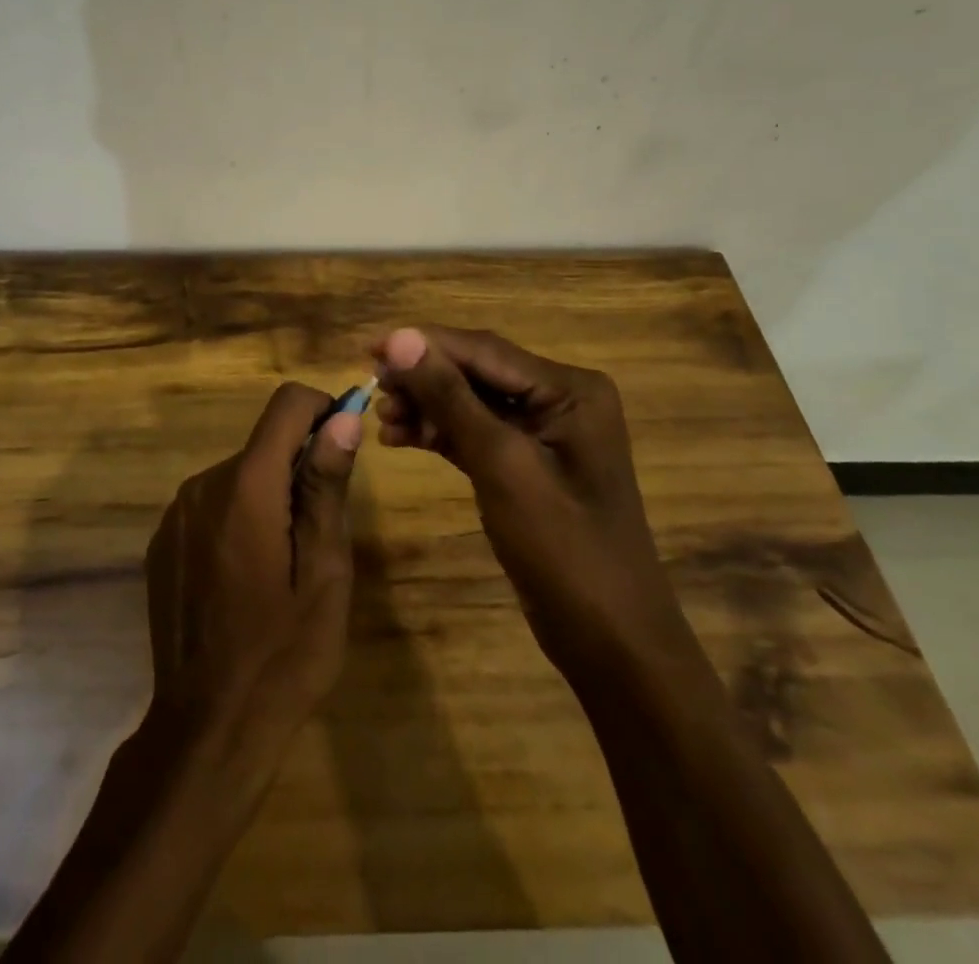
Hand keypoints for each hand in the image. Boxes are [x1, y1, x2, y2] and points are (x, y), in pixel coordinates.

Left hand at [143, 383, 362, 751]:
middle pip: (264, 444)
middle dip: (298, 468)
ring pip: (238, 475)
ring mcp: (175, 513)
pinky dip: (236, 518)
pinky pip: (211, 505)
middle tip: (319, 534)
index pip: (287, 404)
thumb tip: (344, 417)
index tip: (342, 451)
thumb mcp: (325, 571)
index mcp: (246, 485)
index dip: (323, 411)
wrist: (207, 727)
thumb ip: (326, 485)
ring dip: (267, 496)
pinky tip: (244, 578)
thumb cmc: (284, 653)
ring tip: (282, 564)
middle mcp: (203, 484)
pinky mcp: (162, 540)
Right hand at [371, 326, 677, 666]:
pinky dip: (439, 434)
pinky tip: (400, 437)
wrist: (609, 640)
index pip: (483, 350)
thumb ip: (450, 397)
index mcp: (569, 389)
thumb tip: (400, 338)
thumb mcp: (501, 463)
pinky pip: (475, 434)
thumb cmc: (563, 547)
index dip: (423, 344)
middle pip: (475, 373)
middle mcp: (559, 400)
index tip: (369, 347)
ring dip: (426, 406)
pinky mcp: (526, 465)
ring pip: (470, 403)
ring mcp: (543, 434)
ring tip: (381, 417)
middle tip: (370, 385)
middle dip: (423, 378)